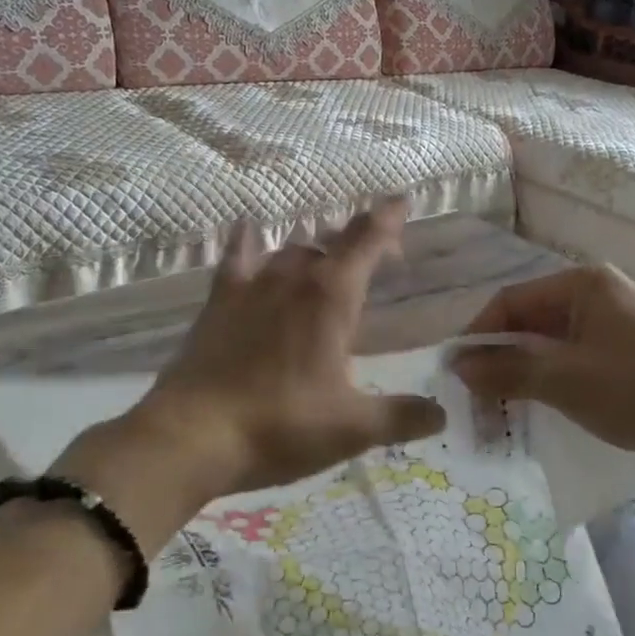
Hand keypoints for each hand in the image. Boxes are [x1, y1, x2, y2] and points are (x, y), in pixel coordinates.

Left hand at [52, 199, 446, 547]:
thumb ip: (402, 416)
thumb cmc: (281, 426)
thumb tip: (442, 413)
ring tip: (328, 259)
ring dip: (315, 248)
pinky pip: (236, 258)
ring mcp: (250, 286)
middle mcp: (293, 278)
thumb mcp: (352, 428)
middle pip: (332, 242)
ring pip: (290, 249)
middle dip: (359, 240)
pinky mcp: (218, 303)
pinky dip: (248, 241)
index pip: (367, 242)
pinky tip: (249, 230)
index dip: (388, 219)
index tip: (402, 199)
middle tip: (378, 255)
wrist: (192, 436)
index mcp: (331, 297)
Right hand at [450, 265, 634, 474]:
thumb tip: (457, 367)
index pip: (511, 301)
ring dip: (522, 373)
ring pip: (551, 344)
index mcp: (583, 283)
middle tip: (476, 399)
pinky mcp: (629, 352)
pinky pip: (574, 359)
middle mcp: (598, 293)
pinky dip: (551, 381)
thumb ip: (507, 369)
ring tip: (501, 410)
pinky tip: (539, 408)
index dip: (478, 335)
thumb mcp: (564, 380)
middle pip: (530, 321)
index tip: (456, 373)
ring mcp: (616, 322)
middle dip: (499, 359)